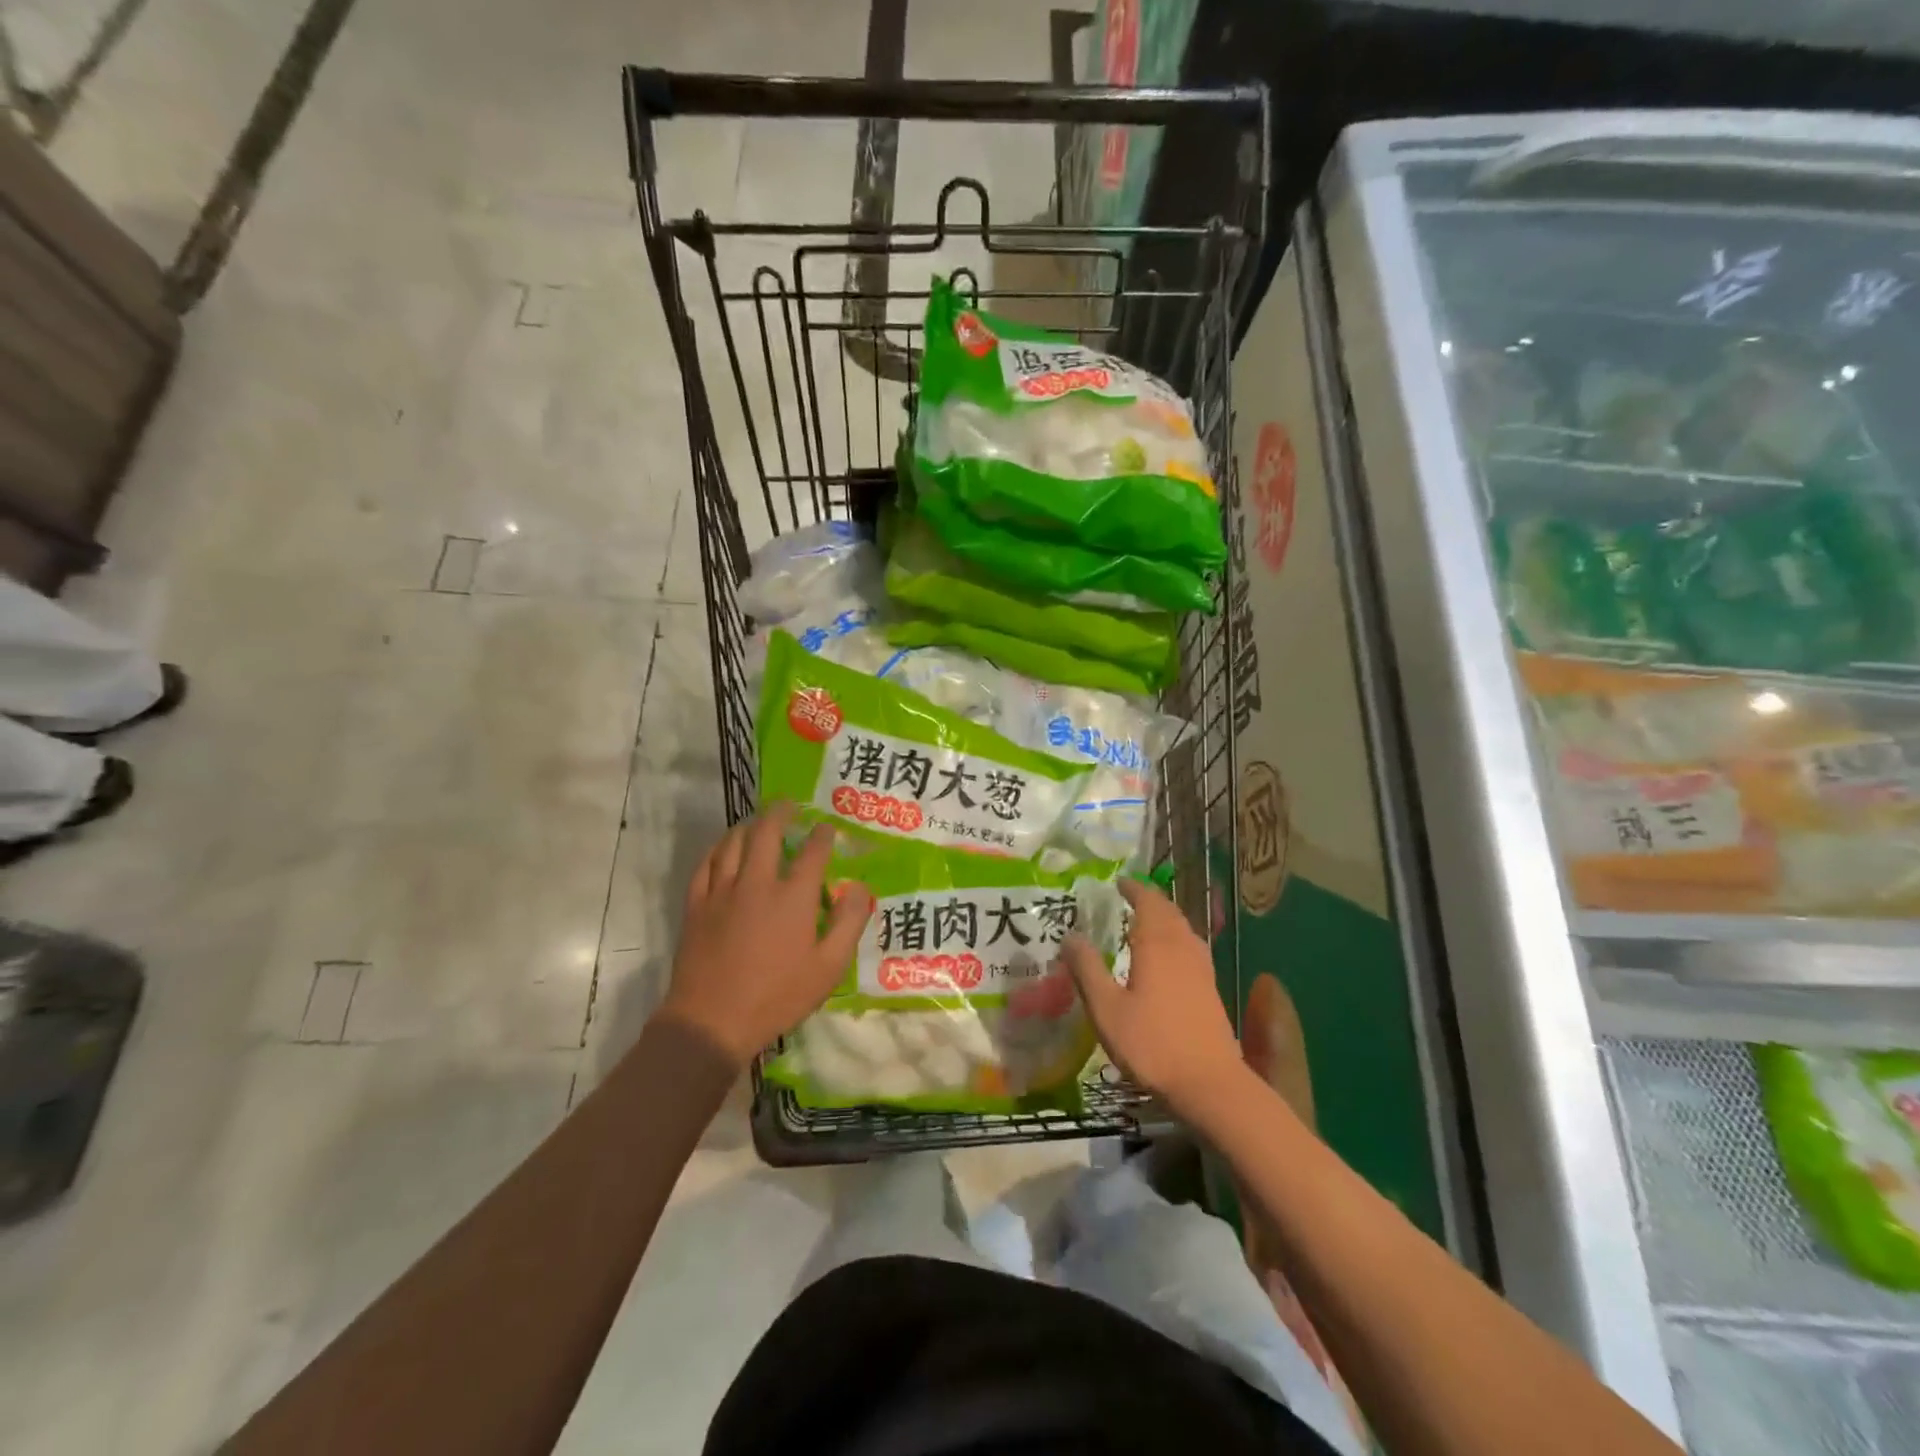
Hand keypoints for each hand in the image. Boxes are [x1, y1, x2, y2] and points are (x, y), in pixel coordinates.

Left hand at [658, 802, 872, 1067]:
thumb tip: (858, 888)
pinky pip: (705, 864)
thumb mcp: (828, 968)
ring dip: (748, 827)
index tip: (828, 828)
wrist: (712, 1021)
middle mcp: (758, 883)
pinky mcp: (697, 905)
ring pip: (733, 843)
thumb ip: (848, 923)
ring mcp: (722, 892)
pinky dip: (717, 849)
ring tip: (757, 822)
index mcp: (793, 897)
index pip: (813, 852)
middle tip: (789, 804)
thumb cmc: (777, 997)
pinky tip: (722, 849)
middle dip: (781, 813)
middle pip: (767, 833)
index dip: (823, 835)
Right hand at [1059, 879, 1245, 1118]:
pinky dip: (1177, 938)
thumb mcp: (1106, 1009)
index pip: (1148, 903)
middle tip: (1130, 897)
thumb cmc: (1152, 1044)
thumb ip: (1087, 970)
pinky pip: (1192, 948)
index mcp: (1157, 945)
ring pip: (1184, 930)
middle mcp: (1183, 949)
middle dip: (1150, 900)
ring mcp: (1202, 969)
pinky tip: (1170, 957)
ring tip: (1147, 921)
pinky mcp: (1211, 990)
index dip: (1134, 889)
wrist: (1209, 1085)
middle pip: (1169, 913)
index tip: (1118, 882)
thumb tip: (1070, 936)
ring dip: (1166, 918)